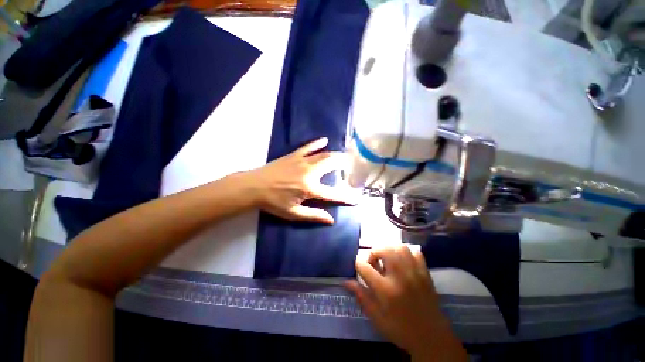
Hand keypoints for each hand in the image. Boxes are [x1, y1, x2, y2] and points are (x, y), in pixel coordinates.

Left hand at [246, 137, 356, 223]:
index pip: (332, 194)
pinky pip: (308, 147)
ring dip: (334, 154)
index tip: (355, 198)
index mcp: (309, 188)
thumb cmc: (273, 202)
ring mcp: (301, 161)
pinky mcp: (294, 155)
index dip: (345, 197)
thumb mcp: (293, 213)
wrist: (253, 186)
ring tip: (343, 155)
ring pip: (322, 155)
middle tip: (351, 164)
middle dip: (343, 164)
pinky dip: (317, 143)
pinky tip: (324, 140)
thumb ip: (313, 215)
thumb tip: (331, 220)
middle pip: (331, 165)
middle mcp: (309, 172)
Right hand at [345, 246, 465, 360]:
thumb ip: (361, 296)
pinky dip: (406, 252)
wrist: (432, 338)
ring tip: (387, 259)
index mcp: (385, 290)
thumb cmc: (400, 329)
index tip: (359, 268)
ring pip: (399, 248)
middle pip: (383, 250)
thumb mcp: (376, 317)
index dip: (358, 264)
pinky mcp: (425, 273)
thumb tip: (346, 281)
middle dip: (374, 252)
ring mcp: (415, 273)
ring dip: (389, 249)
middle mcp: (400, 277)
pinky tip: (402, 261)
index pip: (364, 267)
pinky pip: (415, 252)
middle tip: (374, 262)